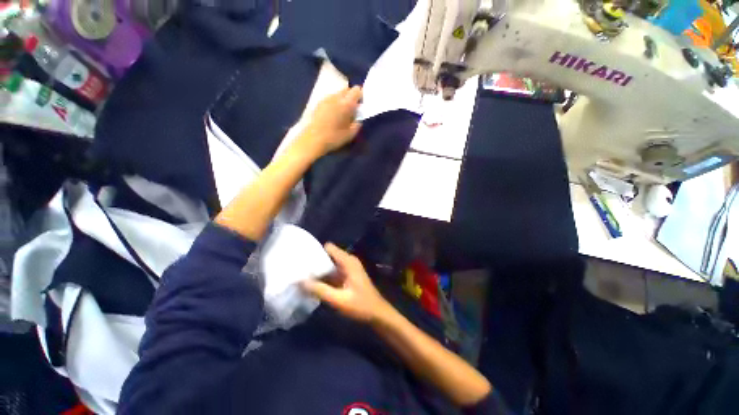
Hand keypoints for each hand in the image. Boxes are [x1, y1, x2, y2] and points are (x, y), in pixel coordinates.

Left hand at [300, 86, 362, 156]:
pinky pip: (329, 99)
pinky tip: (331, 114)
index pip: (357, 90)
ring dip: (341, 99)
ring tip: (340, 112)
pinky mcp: (317, 104)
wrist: (311, 140)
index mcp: (347, 103)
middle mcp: (336, 97)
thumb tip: (357, 118)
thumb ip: (357, 123)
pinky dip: (332, 103)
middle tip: (351, 108)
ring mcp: (325, 99)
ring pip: (337, 94)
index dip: (360, 95)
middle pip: (346, 89)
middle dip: (351, 96)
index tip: (360, 104)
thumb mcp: (351, 134)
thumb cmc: (333, 137)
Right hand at [301, 243, 393, 323]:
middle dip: (312, 263)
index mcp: (348, 262)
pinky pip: (330, 275)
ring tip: (298, 277)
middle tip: (296, 270)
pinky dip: (321, 279)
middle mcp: (348, 263)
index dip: (314, 252)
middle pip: (325, 257)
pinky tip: (309, 286)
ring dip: (316, 272)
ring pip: (327, 267)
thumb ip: (319, 290)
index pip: (327, 248)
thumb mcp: (339, 300)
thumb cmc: (362, 306)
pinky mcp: (346, 280)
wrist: (379, 317)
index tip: (299, 259)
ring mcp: (347, 271)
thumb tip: (299, 281)